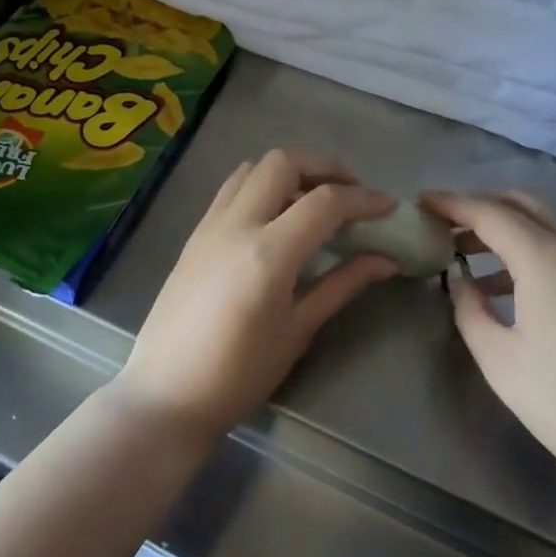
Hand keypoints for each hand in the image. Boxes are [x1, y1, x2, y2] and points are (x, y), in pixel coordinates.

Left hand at [114, 149, 398, 444]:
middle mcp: (237, 224)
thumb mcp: (298, 331)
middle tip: (351, 191)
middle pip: (284, 162)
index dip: (363, 199)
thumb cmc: (239, 374)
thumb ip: (342, 285)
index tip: (388, 206)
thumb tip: (385, 260)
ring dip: (290, 170)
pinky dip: (262, 183)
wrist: (167, 393)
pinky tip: (276, 213)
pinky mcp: (195, 232)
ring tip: (314, 197)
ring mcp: (211, 223)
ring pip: (254, 167)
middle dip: (325, 166)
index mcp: (268, 253)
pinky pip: (232, 187)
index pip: (325, 202)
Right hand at [422, 191, 555, 493]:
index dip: (452, 203)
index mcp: (546, 259)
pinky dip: (536, 248)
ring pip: (550, 224)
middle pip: (523, 205)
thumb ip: (469, 308)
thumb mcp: (499, 360)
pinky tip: (517, 286)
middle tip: (446, 227)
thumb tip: (460, 279)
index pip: (489, 212)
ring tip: (472, 259)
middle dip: (481, 207)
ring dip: (509, 228)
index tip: (421, 202)